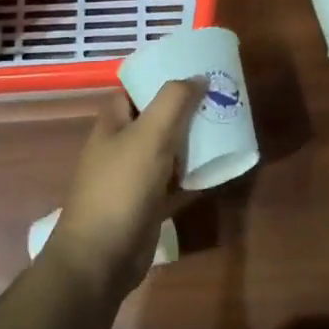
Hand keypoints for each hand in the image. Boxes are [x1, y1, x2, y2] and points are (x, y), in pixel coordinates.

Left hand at [51, 80, 202, 294]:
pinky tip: (219, 168)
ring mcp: (134, 177)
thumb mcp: (149, 136)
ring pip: (168, 150)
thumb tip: (198, 77)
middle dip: (186, 109)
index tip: (195, 71)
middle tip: (221, 98)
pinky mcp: (147, 205)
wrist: (101, 257)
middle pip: (156, 119)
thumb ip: (173, 101)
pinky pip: (175, 182)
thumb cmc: (121, 188)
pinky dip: (194, 175)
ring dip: (193, 141)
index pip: (136, 89)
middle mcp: (121, 146)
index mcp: (113, 123)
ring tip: (226, 127)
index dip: (161, 77)